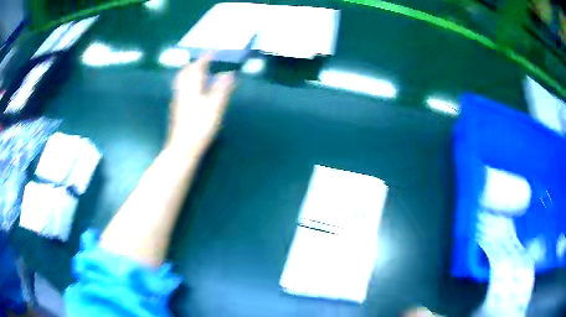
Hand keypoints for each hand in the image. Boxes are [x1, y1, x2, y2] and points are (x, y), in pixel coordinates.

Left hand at [167, 53, 235, 153]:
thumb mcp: (215, 105)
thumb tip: (229, 73)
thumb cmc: (200, 125)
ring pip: (182, 80)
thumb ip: (222, 88)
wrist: (183, 146)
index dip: (206, 57)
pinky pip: (182, 88)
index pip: (198, 66)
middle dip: (195, 63)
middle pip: (186, 72)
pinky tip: (194, 89)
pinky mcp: (177, 109)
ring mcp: (178, 100)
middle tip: (205, 60)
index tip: (213, 50)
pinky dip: (189, 82)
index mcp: (192, 86)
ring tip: (200, 72)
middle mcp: (182, 90)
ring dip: (191, 72)